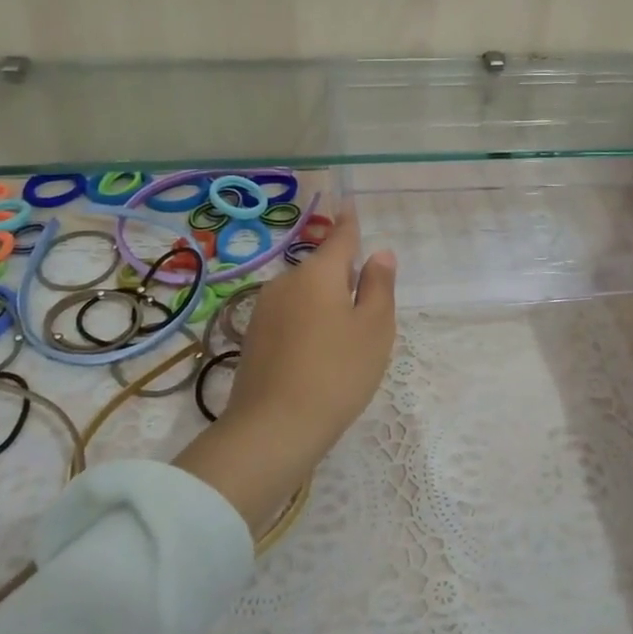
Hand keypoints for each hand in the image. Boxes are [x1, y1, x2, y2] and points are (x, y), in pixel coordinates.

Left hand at [172, 211, 396, 533]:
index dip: (349, 223)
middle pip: (321, 269)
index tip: (348, 204)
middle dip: (343, 278)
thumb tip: (379, 253)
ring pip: (304, 295)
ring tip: (343, 343)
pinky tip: (316, 357)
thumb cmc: (337, 373)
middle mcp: (286, 282)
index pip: (340, 237)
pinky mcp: (253, 338)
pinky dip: (306, 325)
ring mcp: (264, 310)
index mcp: (318, 273)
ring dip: (324, 305)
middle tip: (367, 313)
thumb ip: (379, 286)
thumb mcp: (374, 329)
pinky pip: (289, 318)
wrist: (273, 429)